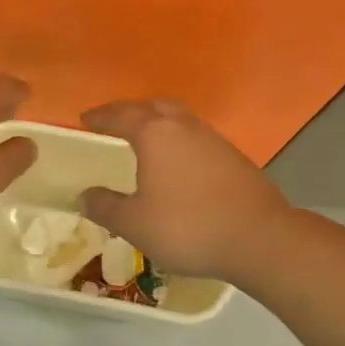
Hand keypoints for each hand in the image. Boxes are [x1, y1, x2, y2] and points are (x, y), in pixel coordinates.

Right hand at [79, 99, 289, 279]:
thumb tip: (85, 195)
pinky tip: (178, 165)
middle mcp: (185, 128)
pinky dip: (180, 143)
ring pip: (181, 120)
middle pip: (155, 107)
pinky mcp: (234, 159)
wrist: (259, 239)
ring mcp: (214, 141)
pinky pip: (197, 139)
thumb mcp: (134, 224)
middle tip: (116, 123)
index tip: (85, 119)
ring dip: (160, 124)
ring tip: (146, 141)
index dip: (101, 117)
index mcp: (156, 135)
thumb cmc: (187, 227)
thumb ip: (105, 207)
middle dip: (133, 111)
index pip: (121, 116)